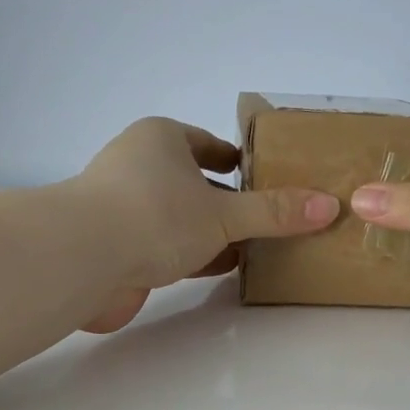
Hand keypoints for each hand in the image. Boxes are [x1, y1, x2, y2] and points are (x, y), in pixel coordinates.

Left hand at [72, 117, 338, 332]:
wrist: (81, 260)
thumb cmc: (155, 216)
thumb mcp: (223, 213)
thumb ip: (272, 213)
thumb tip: (329, 206)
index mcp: (161, 140)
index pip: (206, 143)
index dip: (236, 159)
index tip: (263, 176)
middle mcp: (139, 168)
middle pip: (194, 183)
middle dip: (229, 202)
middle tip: (269, 219)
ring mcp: (125, 211)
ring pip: (180, 219)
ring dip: (212, 234)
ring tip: (254, 248)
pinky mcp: (117, 249)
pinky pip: (166, 248)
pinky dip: (193, 257)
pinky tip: (221, 269)